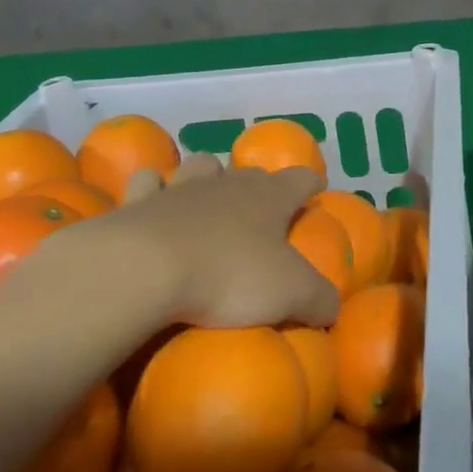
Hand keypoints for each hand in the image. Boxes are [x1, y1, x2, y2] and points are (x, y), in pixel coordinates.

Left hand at [9, 153, 339, 333]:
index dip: (310, 184)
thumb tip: (333, 306)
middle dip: (257, 184)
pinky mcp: (139, 202)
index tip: (315, 192)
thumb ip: (319, 298)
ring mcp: (182, 187)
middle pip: (249, 171)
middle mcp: (229, 183)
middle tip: (258, 210)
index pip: (301, 178)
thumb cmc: (228, 276)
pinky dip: (152, 190)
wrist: (146, 269)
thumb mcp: (290, 294)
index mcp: (270, 197)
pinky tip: (151, 206)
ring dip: (206, 176)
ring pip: (201, 164)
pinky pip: (148, 182)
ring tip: (204, 197)